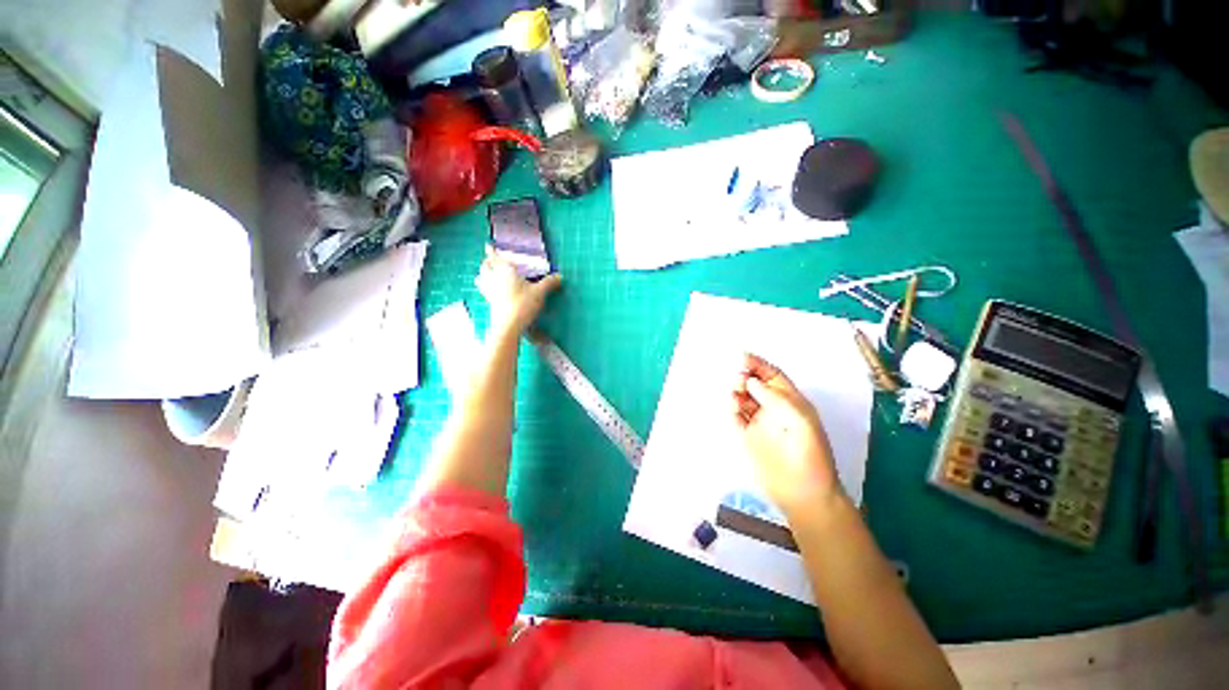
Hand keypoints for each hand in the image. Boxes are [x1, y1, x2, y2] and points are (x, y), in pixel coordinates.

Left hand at [475, 245, 561, 335]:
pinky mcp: (489, 302)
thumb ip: (549, 283)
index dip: (492, 251)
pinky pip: (484, 290)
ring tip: (484, 272)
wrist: (509, 325)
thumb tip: (560, 276)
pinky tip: (489, 290)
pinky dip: (484, 286)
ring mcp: (490, 291)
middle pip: (486, 266)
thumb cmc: (523, 304)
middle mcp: (494, 278)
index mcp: (505, 271)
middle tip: (490, 259)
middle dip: (488, 261)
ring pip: (482, 278)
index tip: (488, 244)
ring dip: (483, 273)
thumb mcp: (540, 292)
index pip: (495, 257)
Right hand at [732, 353, 845, 517]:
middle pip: (754, 384)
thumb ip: (776, 399)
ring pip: (742, 398)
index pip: (772, 376)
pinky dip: (730, 408)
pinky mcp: (745, 436)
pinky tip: (732, 407)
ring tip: (735, 394)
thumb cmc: (811, 455)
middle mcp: (772, 408)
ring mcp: (757, 422)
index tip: (742, 356)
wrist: (803, 493)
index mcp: (791, 402)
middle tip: (739, 378)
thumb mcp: (801, 421)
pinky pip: (733, 416)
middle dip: (744, 376)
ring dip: (736, 391)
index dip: (758, 365)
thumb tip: (750, 382)